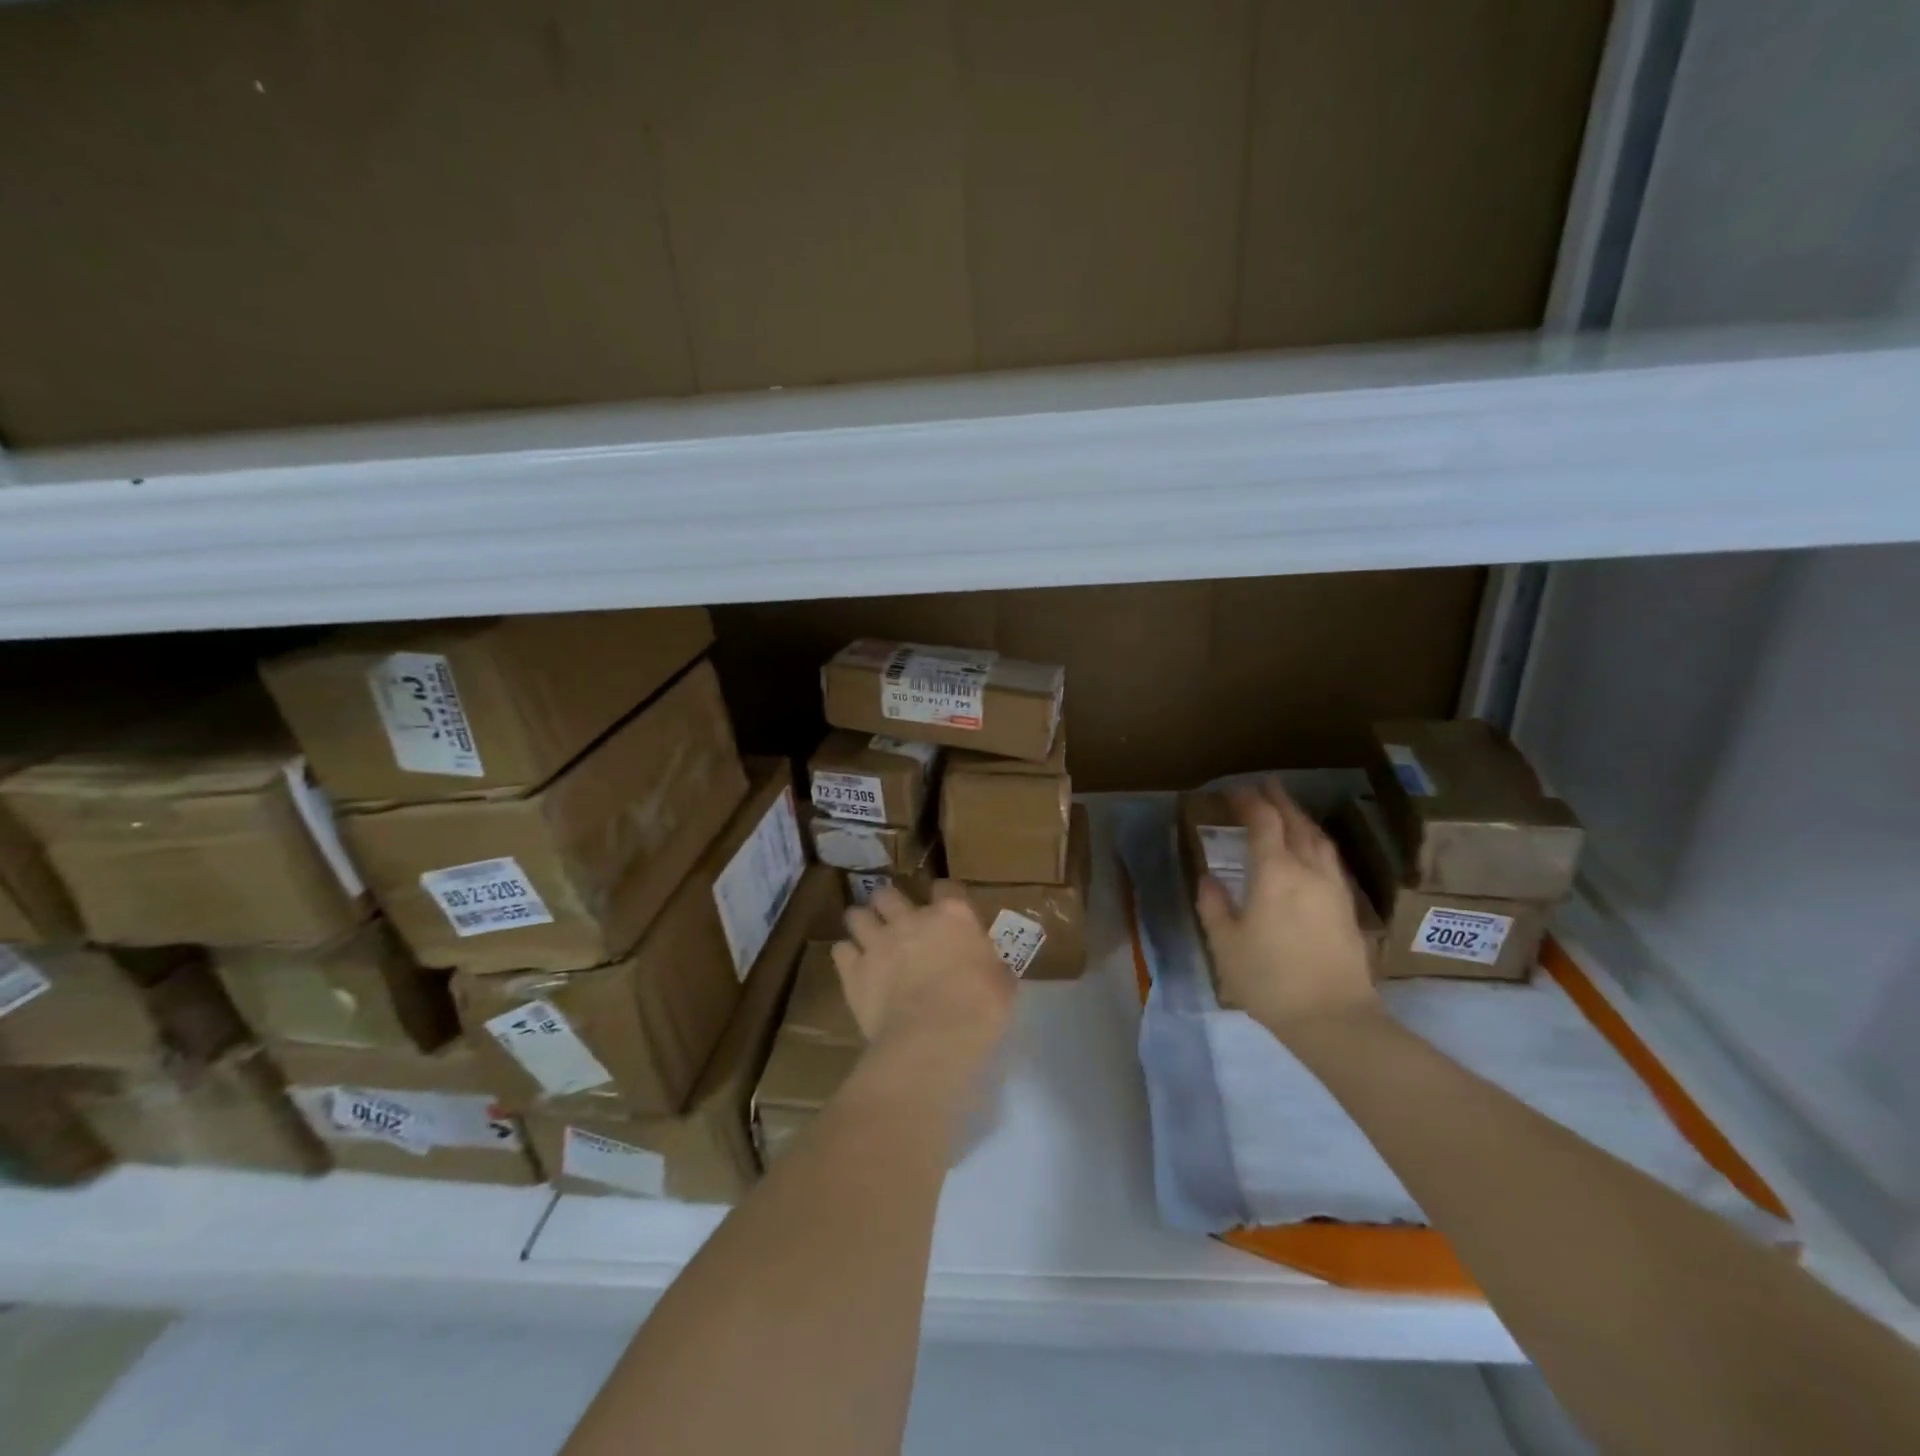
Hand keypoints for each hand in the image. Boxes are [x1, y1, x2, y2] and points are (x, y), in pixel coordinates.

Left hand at [833, 883, 1013, 1066]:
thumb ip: (991, 965)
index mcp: (952, 915)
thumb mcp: (1002, 983)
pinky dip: (847, 956)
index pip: (946, 887)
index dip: (946, 897)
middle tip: (897, 921)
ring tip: (869, 939)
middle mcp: (910, 918)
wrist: (933, 1039)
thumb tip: (990, 967)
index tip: (948, 911)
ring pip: (856, 915)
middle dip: (890, 904)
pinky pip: (840, 950)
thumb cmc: (979, 1009)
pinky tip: (855, 967)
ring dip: (863, 924)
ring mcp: (877, 942)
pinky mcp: (853, 970)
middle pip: (888, 894)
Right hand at [1194, 779, 1380, 1038]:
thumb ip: (1215, 905)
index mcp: (1275, 873)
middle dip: (1279, 801)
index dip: (1249, 801)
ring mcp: (1333, 888)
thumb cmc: (1270, 980)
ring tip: (1288, 812)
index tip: (1234, 792)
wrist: (1334, 1018)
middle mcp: (1308, 871)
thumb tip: (1209, 878)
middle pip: (1296, 823)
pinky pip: (1331, 859)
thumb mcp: (1226, 944)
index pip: (1264, 822)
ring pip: (1320, 840)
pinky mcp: (1348, 908)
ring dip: (1302, 819)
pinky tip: (1311, 852)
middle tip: (1265, 786)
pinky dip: (1316, 843)